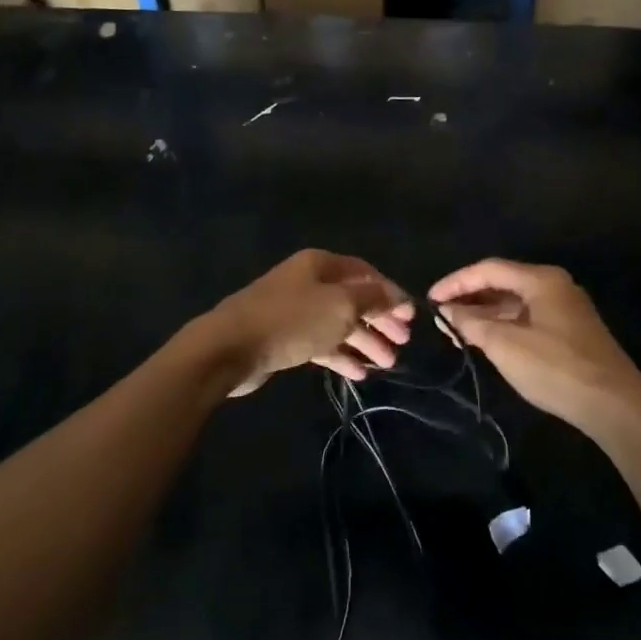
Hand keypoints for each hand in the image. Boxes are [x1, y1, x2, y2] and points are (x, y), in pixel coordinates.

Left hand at [202, 249, 413, 395]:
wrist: (229, 348)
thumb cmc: (292, 320)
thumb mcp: (341, 306)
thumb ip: (372, 299)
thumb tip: (396, 294)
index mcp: (320, 265)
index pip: (365, 273)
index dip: (390, 292)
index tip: (411, 316)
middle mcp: (308, 283)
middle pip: (352, 299)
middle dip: (380, 321)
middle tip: (403, 343)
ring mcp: (294, 311)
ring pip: (338, 324)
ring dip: (364, 342)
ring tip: (389, 364)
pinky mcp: (283, 339)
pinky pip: (320, 344)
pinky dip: (341, 356)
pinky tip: (360, 374)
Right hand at [430, 259, 640, 433]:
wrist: (613, 405)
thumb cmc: (555, 368)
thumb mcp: (505, 345)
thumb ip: (471, 323)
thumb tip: (445, 311)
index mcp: (541, 280)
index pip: (488, 269)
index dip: (456, 282)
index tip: (430, 298)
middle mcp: (554, 286)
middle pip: (502, 282)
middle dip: (469, 298)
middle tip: (440, 316)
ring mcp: (564, 309)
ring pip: (515, 302)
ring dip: (484, 313)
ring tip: (455, 330)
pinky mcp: (569, 331)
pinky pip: (527, 317)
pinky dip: (503, 325)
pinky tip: (485, 340)